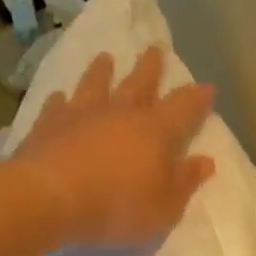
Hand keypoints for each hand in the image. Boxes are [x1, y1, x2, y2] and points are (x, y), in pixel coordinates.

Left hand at [15, 46, 216, 245]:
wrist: (49, 197)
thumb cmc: (117, 205)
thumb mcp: (165, 206)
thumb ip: (185, 182)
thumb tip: (206, 161)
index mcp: (156, 130)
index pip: (184, 107)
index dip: (197, 98)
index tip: (207, 87)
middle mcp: (121, 112)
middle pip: (140, 83)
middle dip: (151, 67)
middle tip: (154, 49)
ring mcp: (82, 114)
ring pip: (96, 84)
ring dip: (101, 71)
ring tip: (105, 57)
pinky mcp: (48, 124)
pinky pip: (56, 105)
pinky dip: (60, 100)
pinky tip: (59, 96)